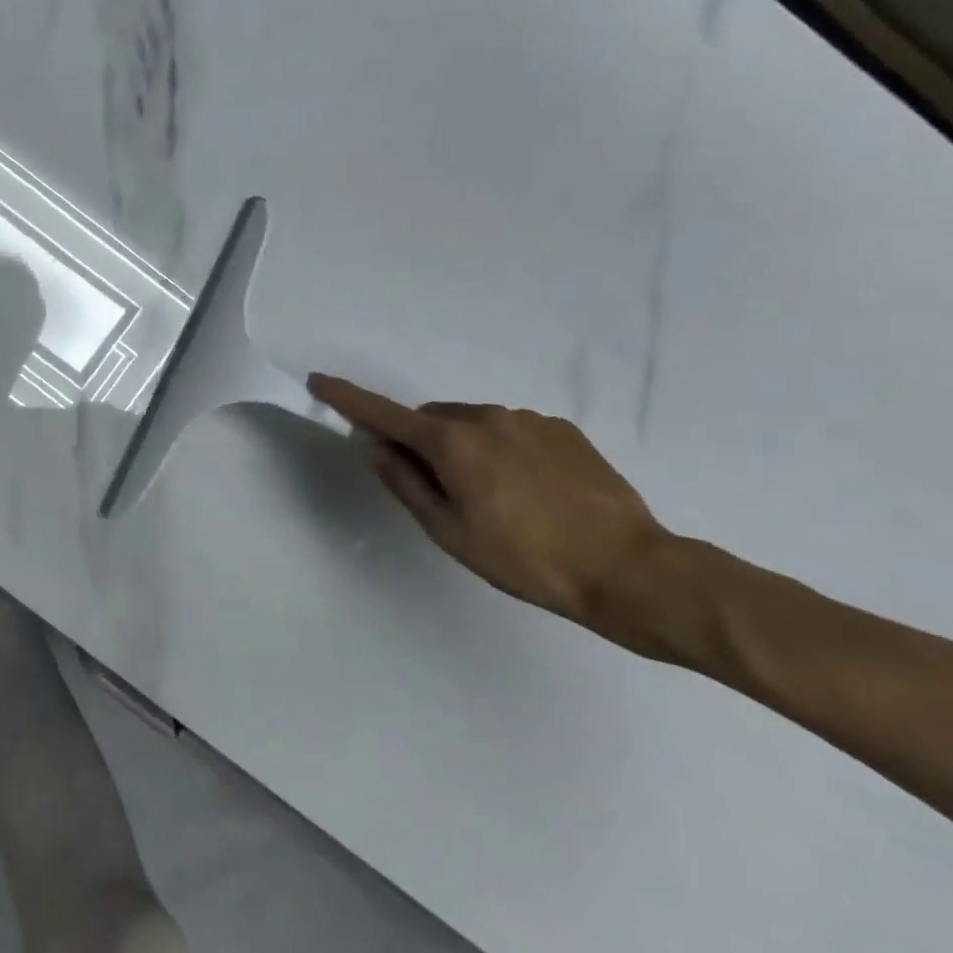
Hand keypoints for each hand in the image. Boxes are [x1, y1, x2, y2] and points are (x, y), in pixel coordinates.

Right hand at [309, 374, 672, 635]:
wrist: (633, 570)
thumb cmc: (526, 558)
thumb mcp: (449, 531)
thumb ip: (404, 482)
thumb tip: (375, 447)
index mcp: (450, 441)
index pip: (382, 413)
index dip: (346, 398)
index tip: (318, 381)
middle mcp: (484, 416)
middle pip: (430, 419)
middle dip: (422, 443)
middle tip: (443, 492)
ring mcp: (527, 419)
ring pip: (472, 424)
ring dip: (466, 448)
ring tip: (499, 500)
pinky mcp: (563, 429)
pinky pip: (512, 430)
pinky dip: (504, 450)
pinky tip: (533, 492)